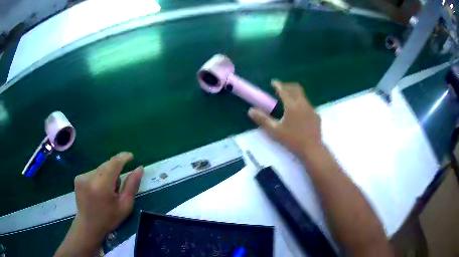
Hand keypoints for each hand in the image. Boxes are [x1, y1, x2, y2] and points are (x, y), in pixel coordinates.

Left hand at [55, 152, 143, 256]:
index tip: (131, 157)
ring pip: (100, 168)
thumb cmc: (109, 218)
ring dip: (107, 174)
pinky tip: (98, 191)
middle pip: (107, 164)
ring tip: (107, 191)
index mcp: (102, 186)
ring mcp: (82, 177)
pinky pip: (93, 172)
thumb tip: (139, 168)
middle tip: (117, 187)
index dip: (123, 157)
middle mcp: (90, 177)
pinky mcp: (78, 178)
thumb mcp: (125, 206)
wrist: (88, 226)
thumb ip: (132, 186)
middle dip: (115, 170)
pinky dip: (99, 177)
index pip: (114, 163)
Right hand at [248, 80, 322, 156]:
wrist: (312, 149)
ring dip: (295, 94)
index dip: (278, 85)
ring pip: (303, 96)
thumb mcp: (275, 131)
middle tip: (281, 88)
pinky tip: (299, 113)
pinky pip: (307, 105)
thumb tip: (250, 110)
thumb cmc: (292, 140)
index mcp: (292, 106)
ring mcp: (311, 109)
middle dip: (288, 86)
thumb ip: (262, 120)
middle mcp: (303, 104)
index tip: (273, 82)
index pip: (284, 90)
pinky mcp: (316, 115)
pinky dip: (301, 103)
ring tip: (289, 100)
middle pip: (296, 88)